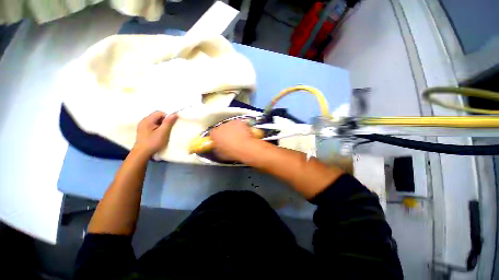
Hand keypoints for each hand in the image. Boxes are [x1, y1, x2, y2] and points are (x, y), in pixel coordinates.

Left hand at [134, 111, 177, 155]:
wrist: (142, 153)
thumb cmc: (153, 142)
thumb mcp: (163, 132)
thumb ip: (168, 122)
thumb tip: (174, 114)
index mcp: (148, 120)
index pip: (160, 113)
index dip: (167, 117)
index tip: (170, 125)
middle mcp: (144, 121)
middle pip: (157, 116)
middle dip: (164, 121)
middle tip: (167, 130)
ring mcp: (142, 126)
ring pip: (155, 121)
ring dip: (161, 125)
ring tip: (163, 133)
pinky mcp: (143, 131)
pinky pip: (152, 126)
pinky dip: (157, 128)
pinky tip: (158, 135)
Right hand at [210, 120, 259, 160]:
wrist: (245, 147)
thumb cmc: (232, 152)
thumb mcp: (220, 154)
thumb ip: (216, 148)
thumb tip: (217, 147)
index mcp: (214, 134)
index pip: (213, 134)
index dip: (217, 138)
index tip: (220, 141)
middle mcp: (220, 126)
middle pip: (221, 128)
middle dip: (225, 133)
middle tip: (230, 140)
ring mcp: (230, 123)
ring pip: (230, 125)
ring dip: (232, 130)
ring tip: (238, 137)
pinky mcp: (238, 122)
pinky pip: (237, 124)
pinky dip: (240, 127)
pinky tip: (243, 133)